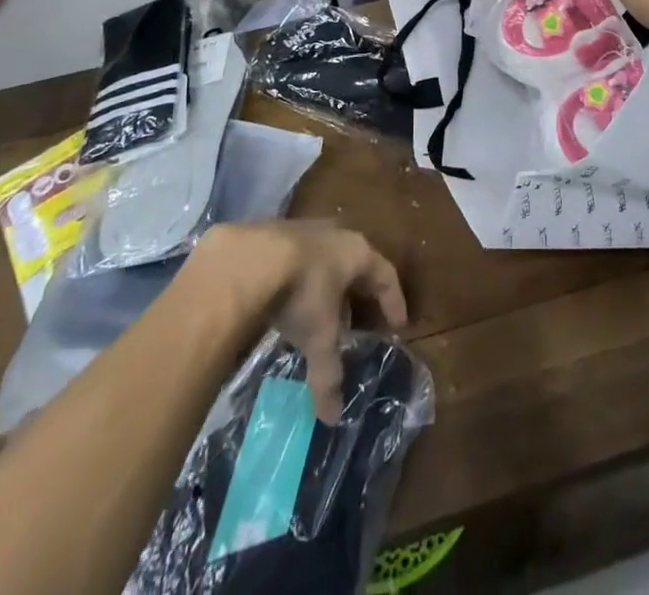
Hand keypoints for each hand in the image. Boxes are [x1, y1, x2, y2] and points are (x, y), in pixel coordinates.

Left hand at [190, 222, 407, 422]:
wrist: (250, 258)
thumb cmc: (301, 291)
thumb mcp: (318, 336)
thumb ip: (327, 374)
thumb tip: (332, 418)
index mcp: (357, 253)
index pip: (386, 275)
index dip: (393, 301)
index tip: (398, 324)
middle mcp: (337, 234)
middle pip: (356, 264)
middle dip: (358, 293)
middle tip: (358, 320)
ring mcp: (305, 230)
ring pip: (326, 259)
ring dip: (327, 285)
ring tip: (321, 314)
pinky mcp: (275, 234)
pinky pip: (298, 258)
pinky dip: (300, 279)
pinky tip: (287, 299)